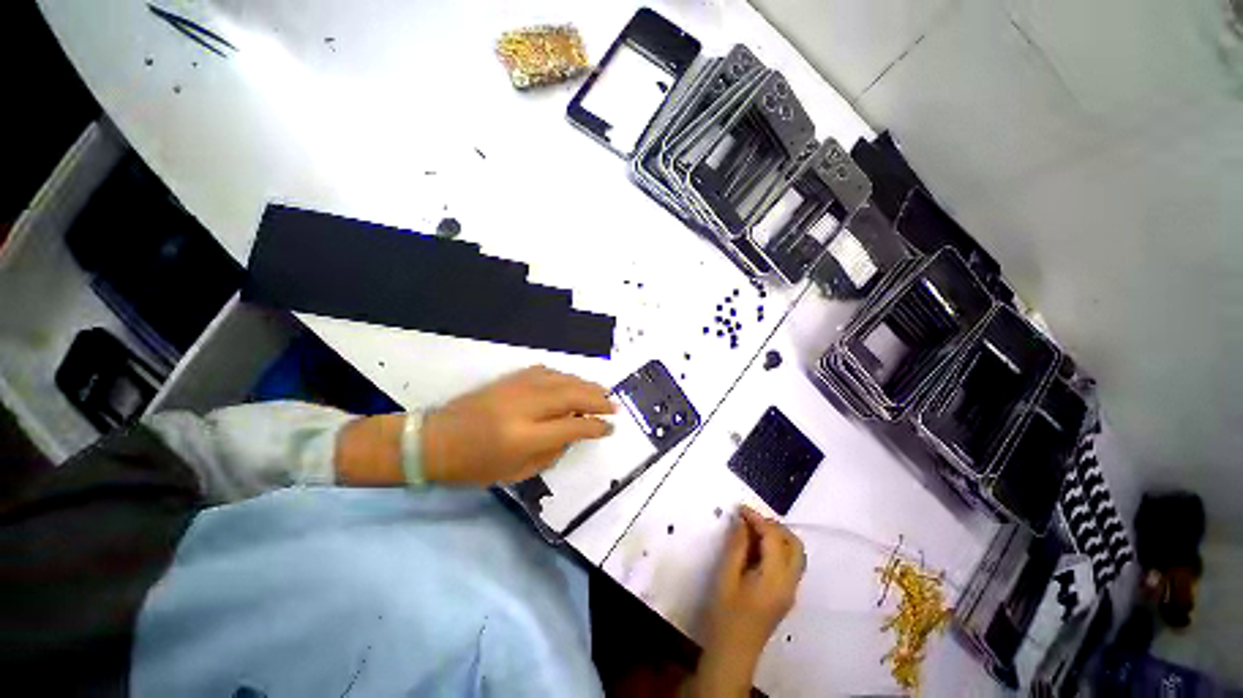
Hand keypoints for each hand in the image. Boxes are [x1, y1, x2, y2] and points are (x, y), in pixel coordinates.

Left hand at [420, 365, 614, 485]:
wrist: (433, 441)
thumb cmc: (473, 466)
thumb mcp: (516, 472)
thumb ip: (551, 453)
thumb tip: (574, 434)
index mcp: (525, 436)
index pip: (573, 425)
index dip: (595, 426)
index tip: (610, 428)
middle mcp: (524, 406)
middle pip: (572, 394)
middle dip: (598, 399)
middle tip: (614, 405)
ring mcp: (516, 388)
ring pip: (562, 379)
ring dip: (585, 384)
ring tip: (601, 392)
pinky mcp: (510, 379)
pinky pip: (546, 372)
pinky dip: (564, 376)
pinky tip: (572, 382)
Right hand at [690, 506, 804, 696]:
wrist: (733, 653)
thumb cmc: (726, 615)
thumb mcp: (726, 577)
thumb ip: (737, 547)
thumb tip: (742, 522)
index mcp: (775, 578)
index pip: (774, 538)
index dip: (758, 518)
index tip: (740, 508)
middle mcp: (790, 583)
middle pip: (794, 544)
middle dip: (774, 525)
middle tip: (749, 519)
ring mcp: (791, 591)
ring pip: (795, 553)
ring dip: (778, 536)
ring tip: (752, 530)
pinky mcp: (786, 595)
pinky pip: (790, 563)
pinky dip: (778, 548)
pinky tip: (757, 547)